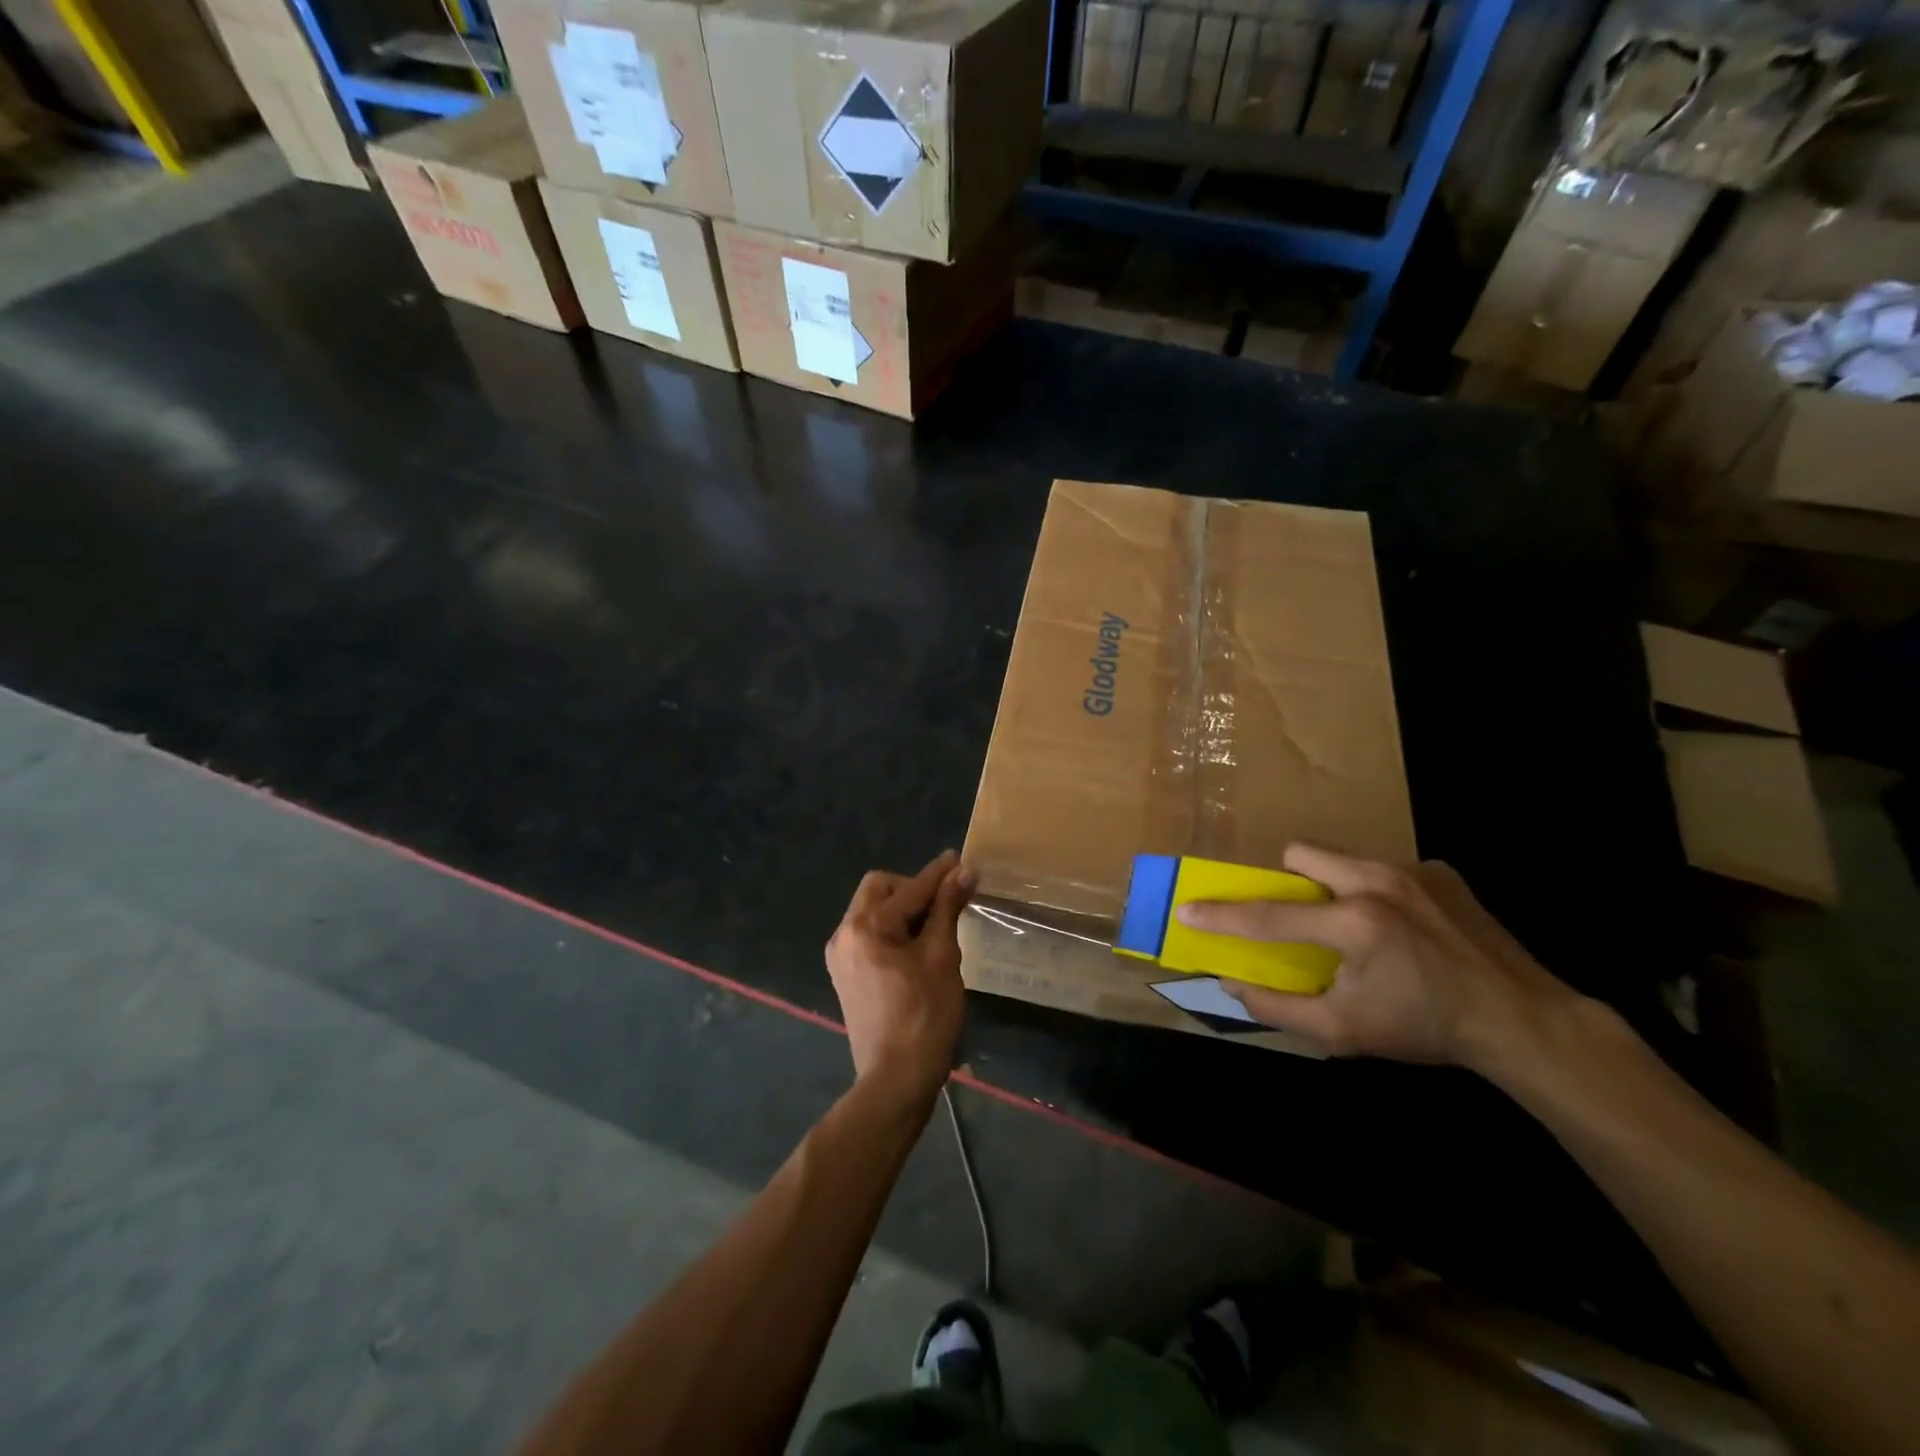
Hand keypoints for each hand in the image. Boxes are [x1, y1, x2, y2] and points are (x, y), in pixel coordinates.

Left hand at [825, 850, 975, 1101]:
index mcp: (866, 926)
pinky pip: (868, 935)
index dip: (938, 874)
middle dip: (913, 888)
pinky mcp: (845, 975)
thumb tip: (963, 871)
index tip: (961, 860)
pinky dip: (891, 929)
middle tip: (945, 901)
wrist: (896, 1080)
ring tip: (936, 924)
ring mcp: (840, 956)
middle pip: (879, 889)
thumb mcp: (942, 957)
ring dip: (902, 908)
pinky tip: (916, 946)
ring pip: (872, 911)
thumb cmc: (925, 1016)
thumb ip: (948, 908)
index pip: (910, 888)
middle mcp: (844, 934)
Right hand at [1177, 844, 1579, 1071]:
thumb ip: (1279, 1007)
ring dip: (1331, 884)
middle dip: (1287, 880)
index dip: (1222, 915)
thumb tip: (1232, 984)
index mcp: (1354, 924)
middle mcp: (1378, 883)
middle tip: (1300, 916)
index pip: (1269, 915)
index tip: (1187, 910)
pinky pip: (1384, 868)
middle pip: (1302, 854)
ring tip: (1355, 924)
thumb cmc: (1425, 1028)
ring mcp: (1412, 871)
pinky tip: (1403, 927)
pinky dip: (1376, 891)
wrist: (1522, 1020)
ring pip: (1342, 857)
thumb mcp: (1344, 1032)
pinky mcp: (1440, 871)